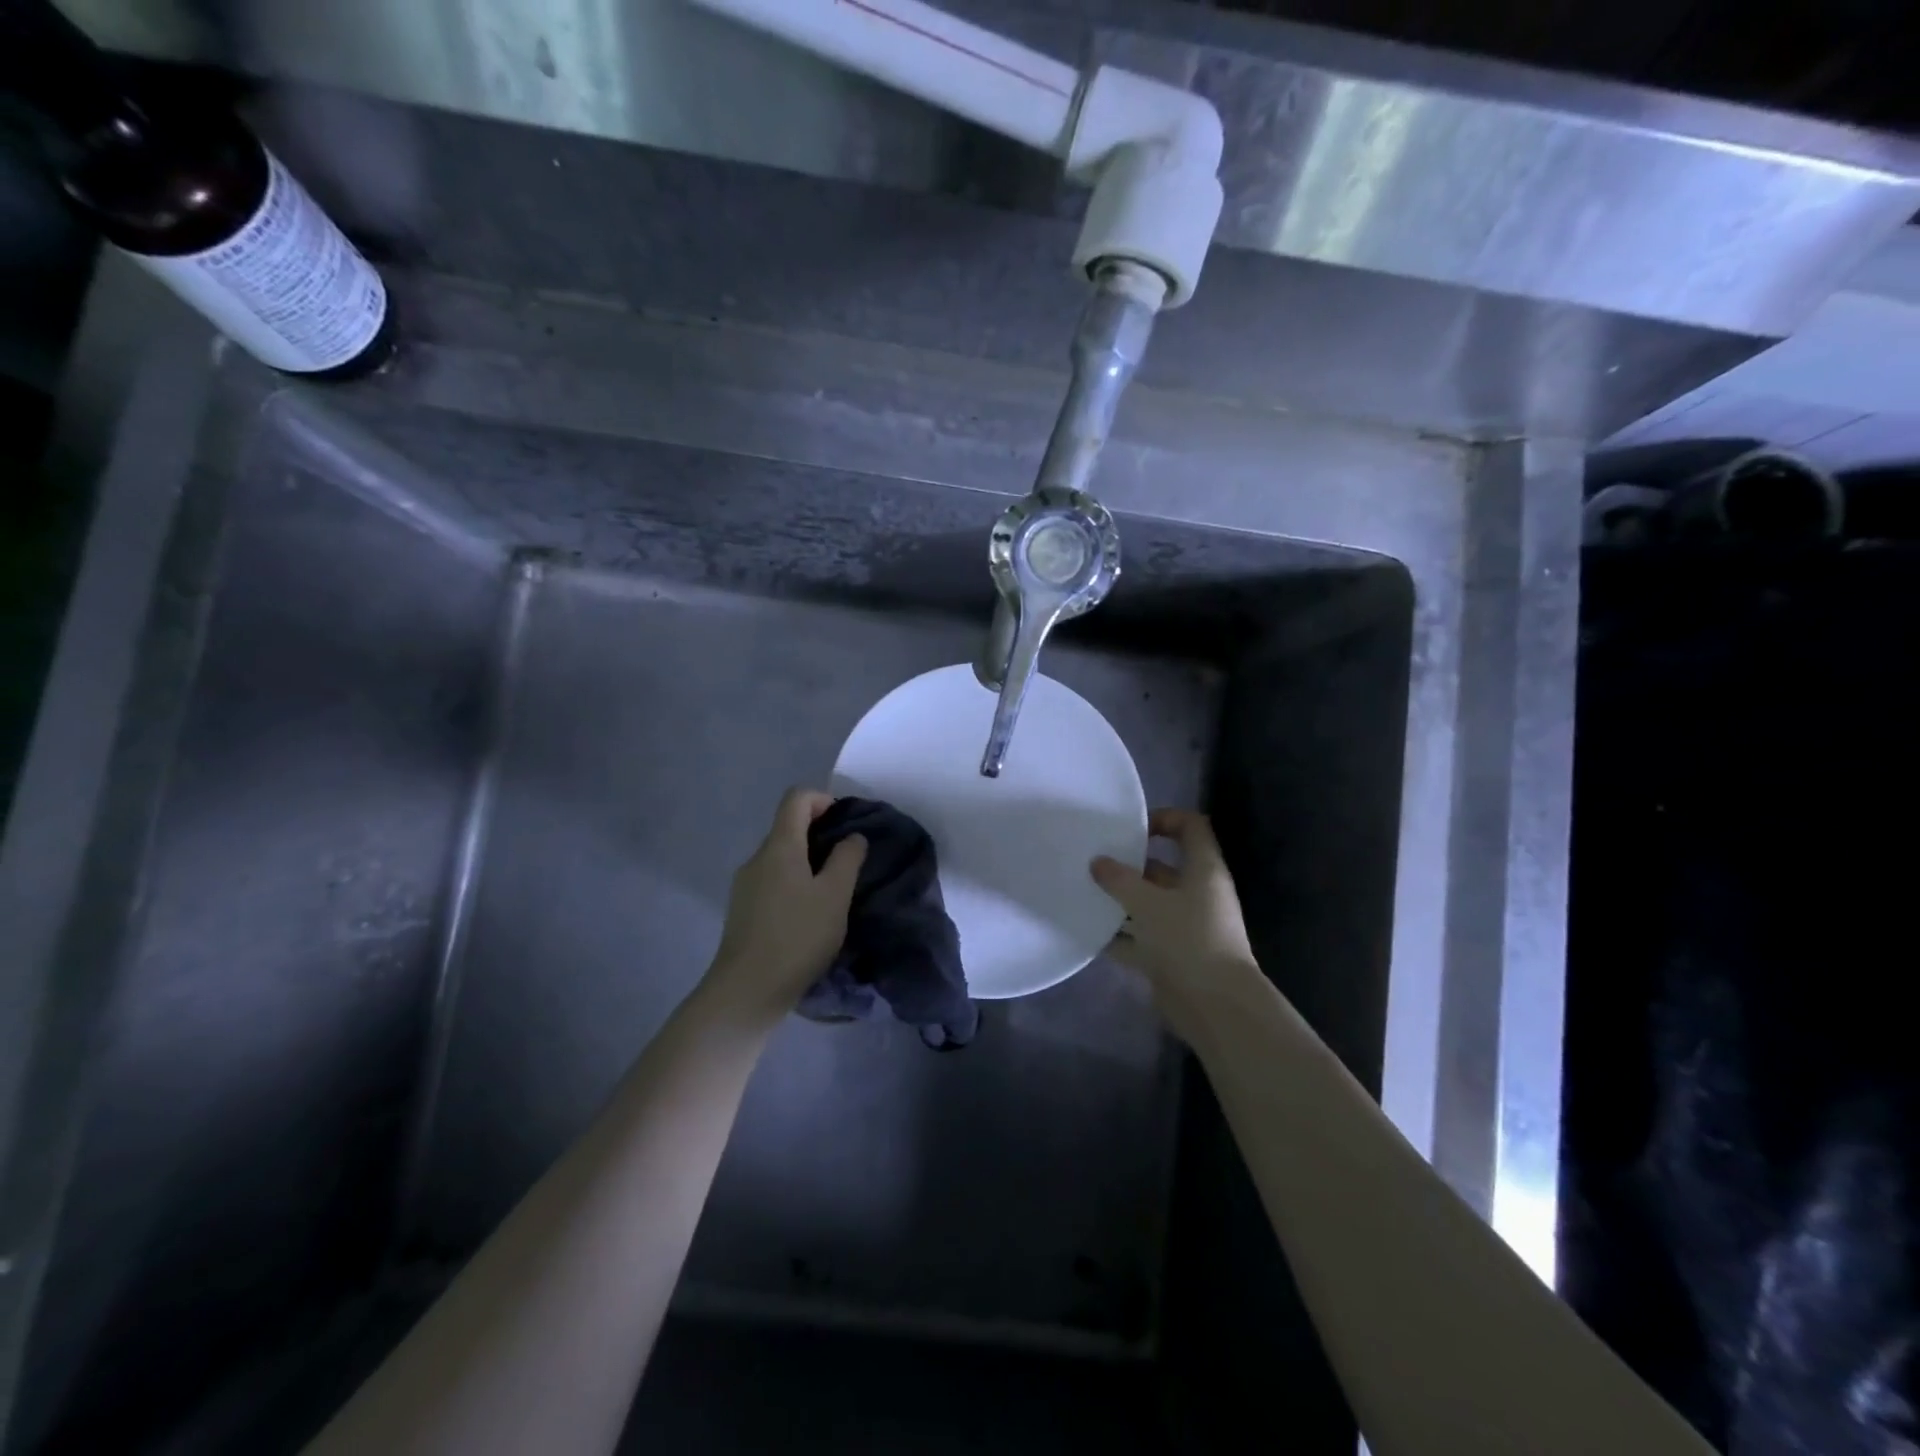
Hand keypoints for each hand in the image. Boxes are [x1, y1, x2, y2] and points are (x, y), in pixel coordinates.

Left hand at [702, 788, 866, 1025]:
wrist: (747, 991)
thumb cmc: (797, 937)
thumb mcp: (834, 896)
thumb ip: (847, 859)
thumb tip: (852, 838)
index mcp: (779, 847)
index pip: (796, 799)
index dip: (823, 800)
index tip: (845, 823)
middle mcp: (756, 858)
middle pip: (787, 827)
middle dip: (820, 834)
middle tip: (848, 861)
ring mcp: (745, 885)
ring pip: (780, 857)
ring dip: (808, 862)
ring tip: (833, 892)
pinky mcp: (742, 910)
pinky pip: (772, 881)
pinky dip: (794, 883)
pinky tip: (809, 915)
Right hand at [1091, 808, 1260, 1039]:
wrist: (1215, 1007)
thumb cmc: (1187, 940)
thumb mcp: (1148, 903)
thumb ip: (1120, 880)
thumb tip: (1098, 862)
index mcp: (1203, 870)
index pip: (1190, 827)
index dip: (1164, 818)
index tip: (1130, 827)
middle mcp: (1198, 894)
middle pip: (1163, 867)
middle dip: (1130, 863)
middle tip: (1094, 860)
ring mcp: (1186, 926)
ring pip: (1150, 904)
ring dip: (1121, 900)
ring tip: (1085, 892)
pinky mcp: (1173, 956)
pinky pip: (1142, 937)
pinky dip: (1119, 935)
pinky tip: (1089, 932)